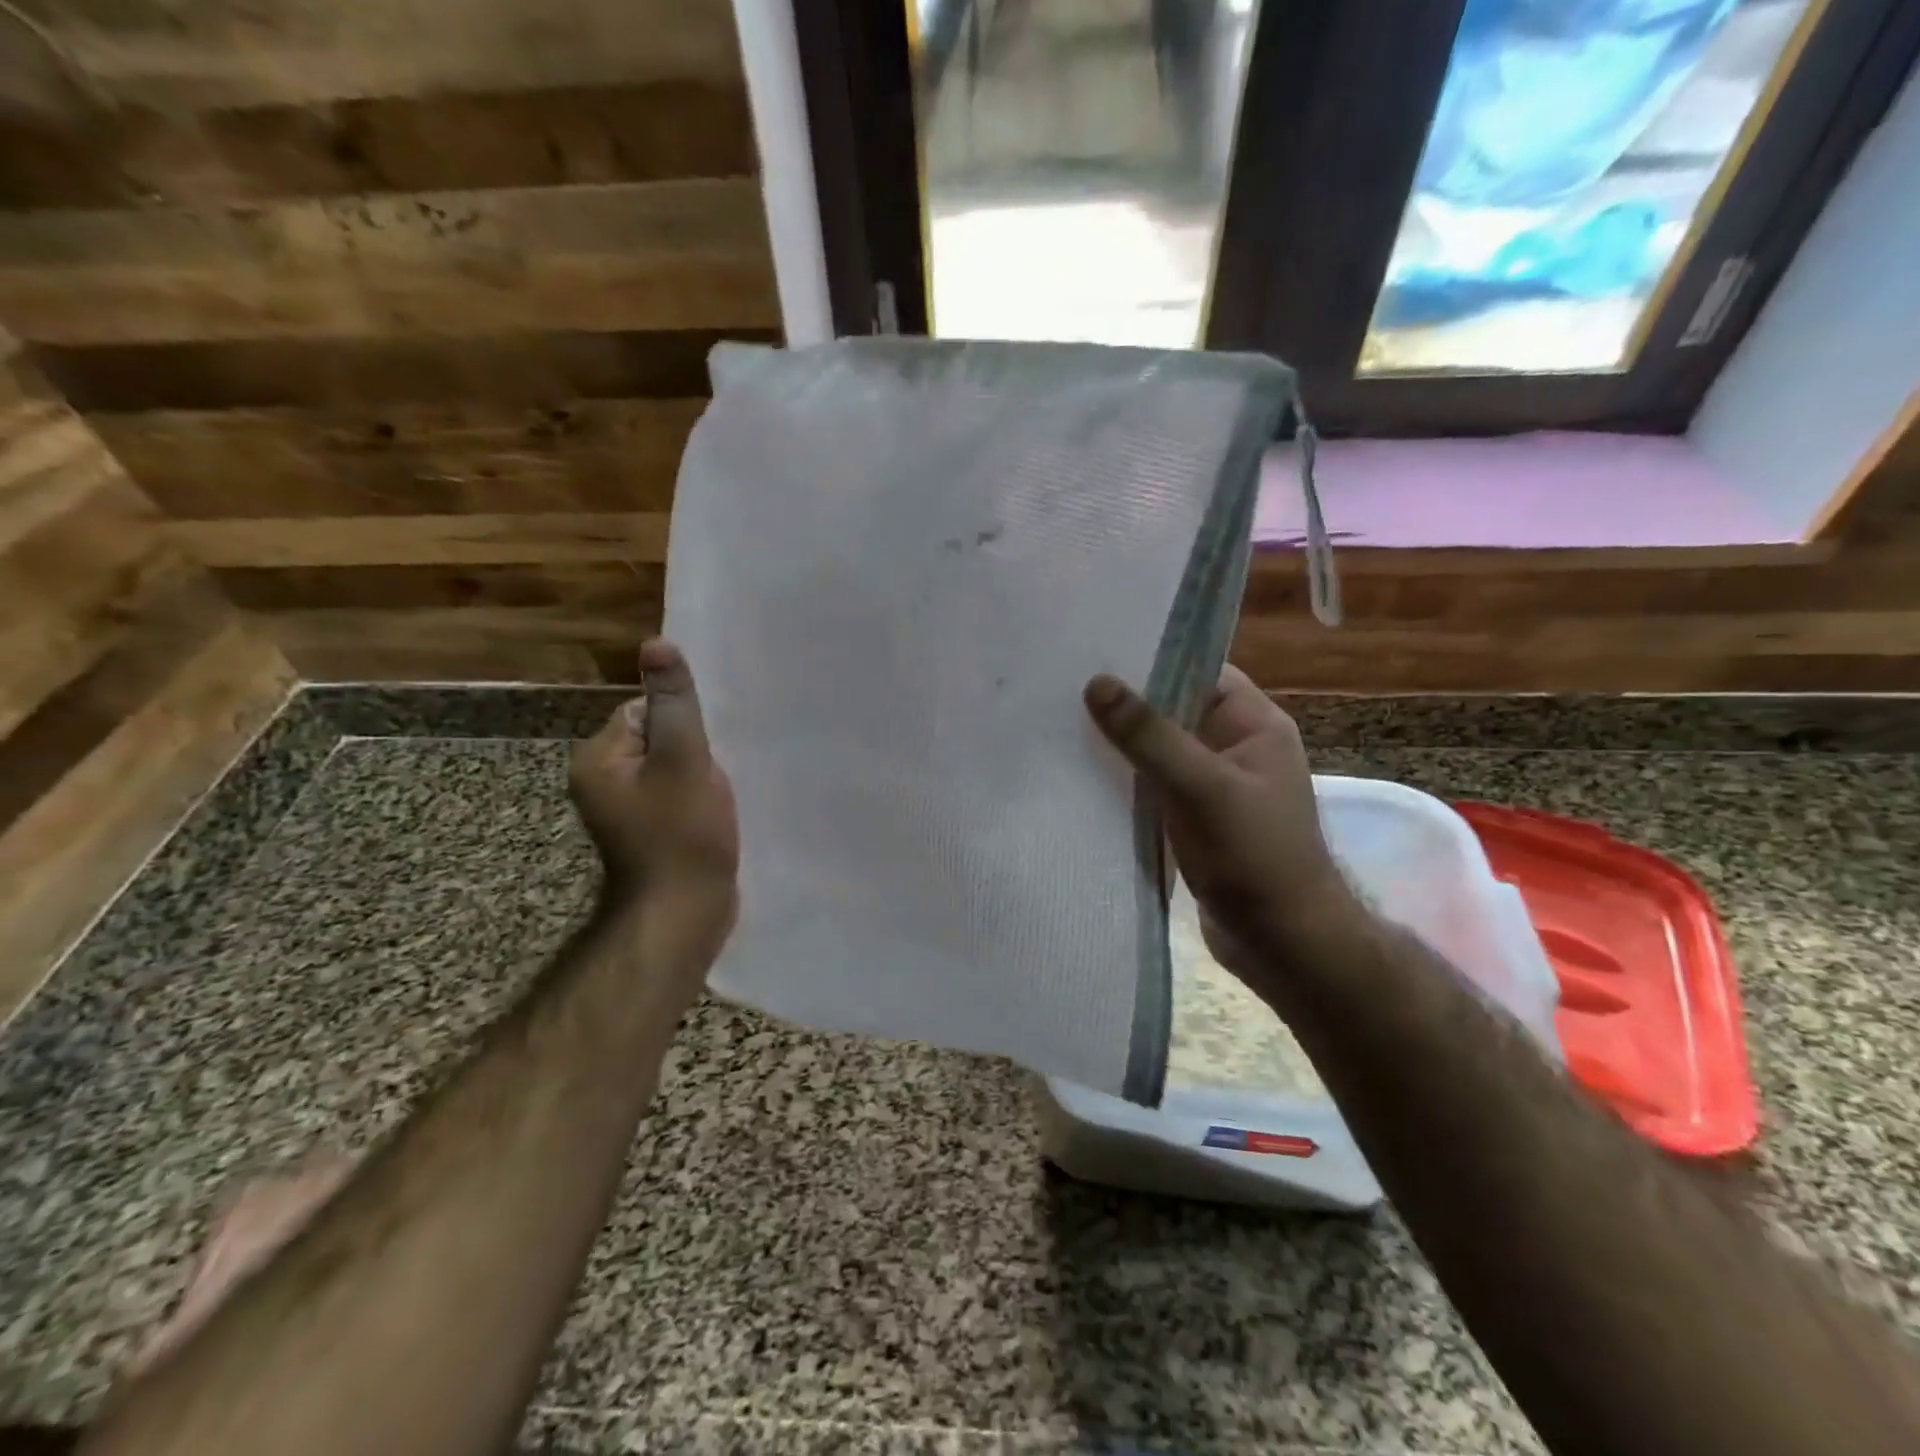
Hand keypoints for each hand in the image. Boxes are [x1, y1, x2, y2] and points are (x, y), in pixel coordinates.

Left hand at [570, 640, 738, 947]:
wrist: (683, 914)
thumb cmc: (681, 834)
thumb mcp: (683, 758)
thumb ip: (674, 702)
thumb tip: (655, 643)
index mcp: (598, 760)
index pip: (643, 711)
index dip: (681, 724)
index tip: (702, 751)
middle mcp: (602, 781)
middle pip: (658, 738)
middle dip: (693, 751)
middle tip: (714, 776)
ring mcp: (625, 810)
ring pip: (671, 768)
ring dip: (699, 775)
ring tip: (717, 796)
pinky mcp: (649, 831)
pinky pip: (675, 795)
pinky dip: (697, 798)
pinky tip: (715, 813)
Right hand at [1084, 665, 1353, 986]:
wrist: (1283, 943)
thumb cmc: (1254, 855)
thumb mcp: (1201, 787)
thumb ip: (1150, 735)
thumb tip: (1096, 683)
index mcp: (1253, 724)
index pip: (1198, 670)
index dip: (1150, 658)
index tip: (1093, 650)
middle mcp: (1234, 746)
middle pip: (1172, 709)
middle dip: (1124, 703)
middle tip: (1061, 687)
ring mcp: (1213, 785)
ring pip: (1158, 750)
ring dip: (1120, 745)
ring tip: (1059, 725)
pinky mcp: (1193, 819)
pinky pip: (1154, 786)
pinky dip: (1124, 780)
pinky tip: (1081, 775)